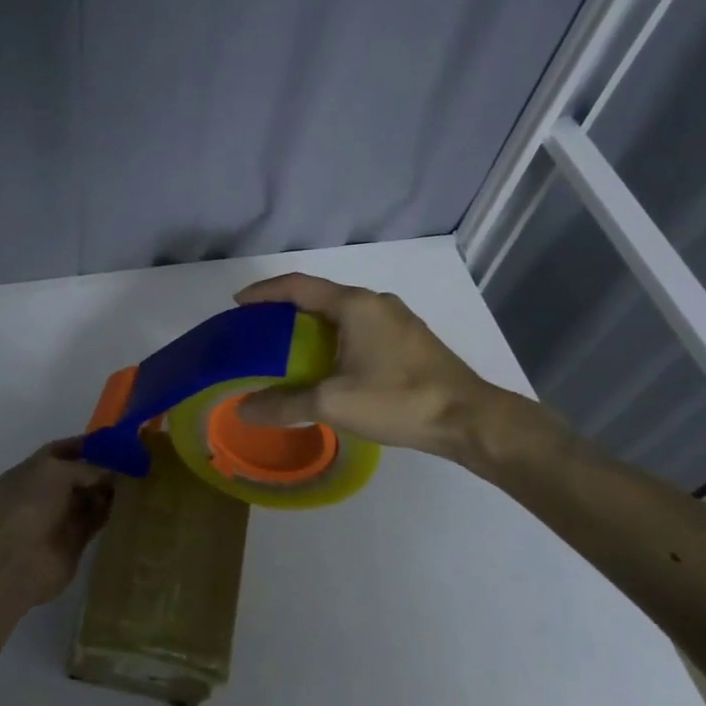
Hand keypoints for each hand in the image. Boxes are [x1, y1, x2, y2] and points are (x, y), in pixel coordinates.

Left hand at [0, 439, 115, 607]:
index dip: (82, 445)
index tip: (110, 441)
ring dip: (106, 490)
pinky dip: (109, 512)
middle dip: (99, 468)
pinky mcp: (73, 541)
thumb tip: (110, 473)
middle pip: (75, 476)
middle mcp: (41, 494)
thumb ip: (86, 467)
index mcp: (27, 473)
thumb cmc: (31, 505)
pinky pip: (94, 520)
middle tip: (130, 460)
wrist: (20, 560)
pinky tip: (129, 502)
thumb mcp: (57, 471)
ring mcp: (57, 519)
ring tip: (135, 479)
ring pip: (87, 499)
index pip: (57, 452)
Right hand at [233, 273, 551, 474]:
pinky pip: (360, 329)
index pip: (298, 286)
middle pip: (320, 297)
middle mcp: (376, 303)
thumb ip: (285, 404)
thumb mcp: (333, 403)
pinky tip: (328, 365)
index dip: (265, 291)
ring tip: (287, 349)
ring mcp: (397, 321)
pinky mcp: (410, 341)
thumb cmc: (397, 400)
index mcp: (355, 305)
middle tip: (258, 331)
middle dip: (286, 310)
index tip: (238, 303)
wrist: (467, 418)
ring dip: (312, 327)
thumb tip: (243, 410)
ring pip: (342, 314)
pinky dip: (335, 339)